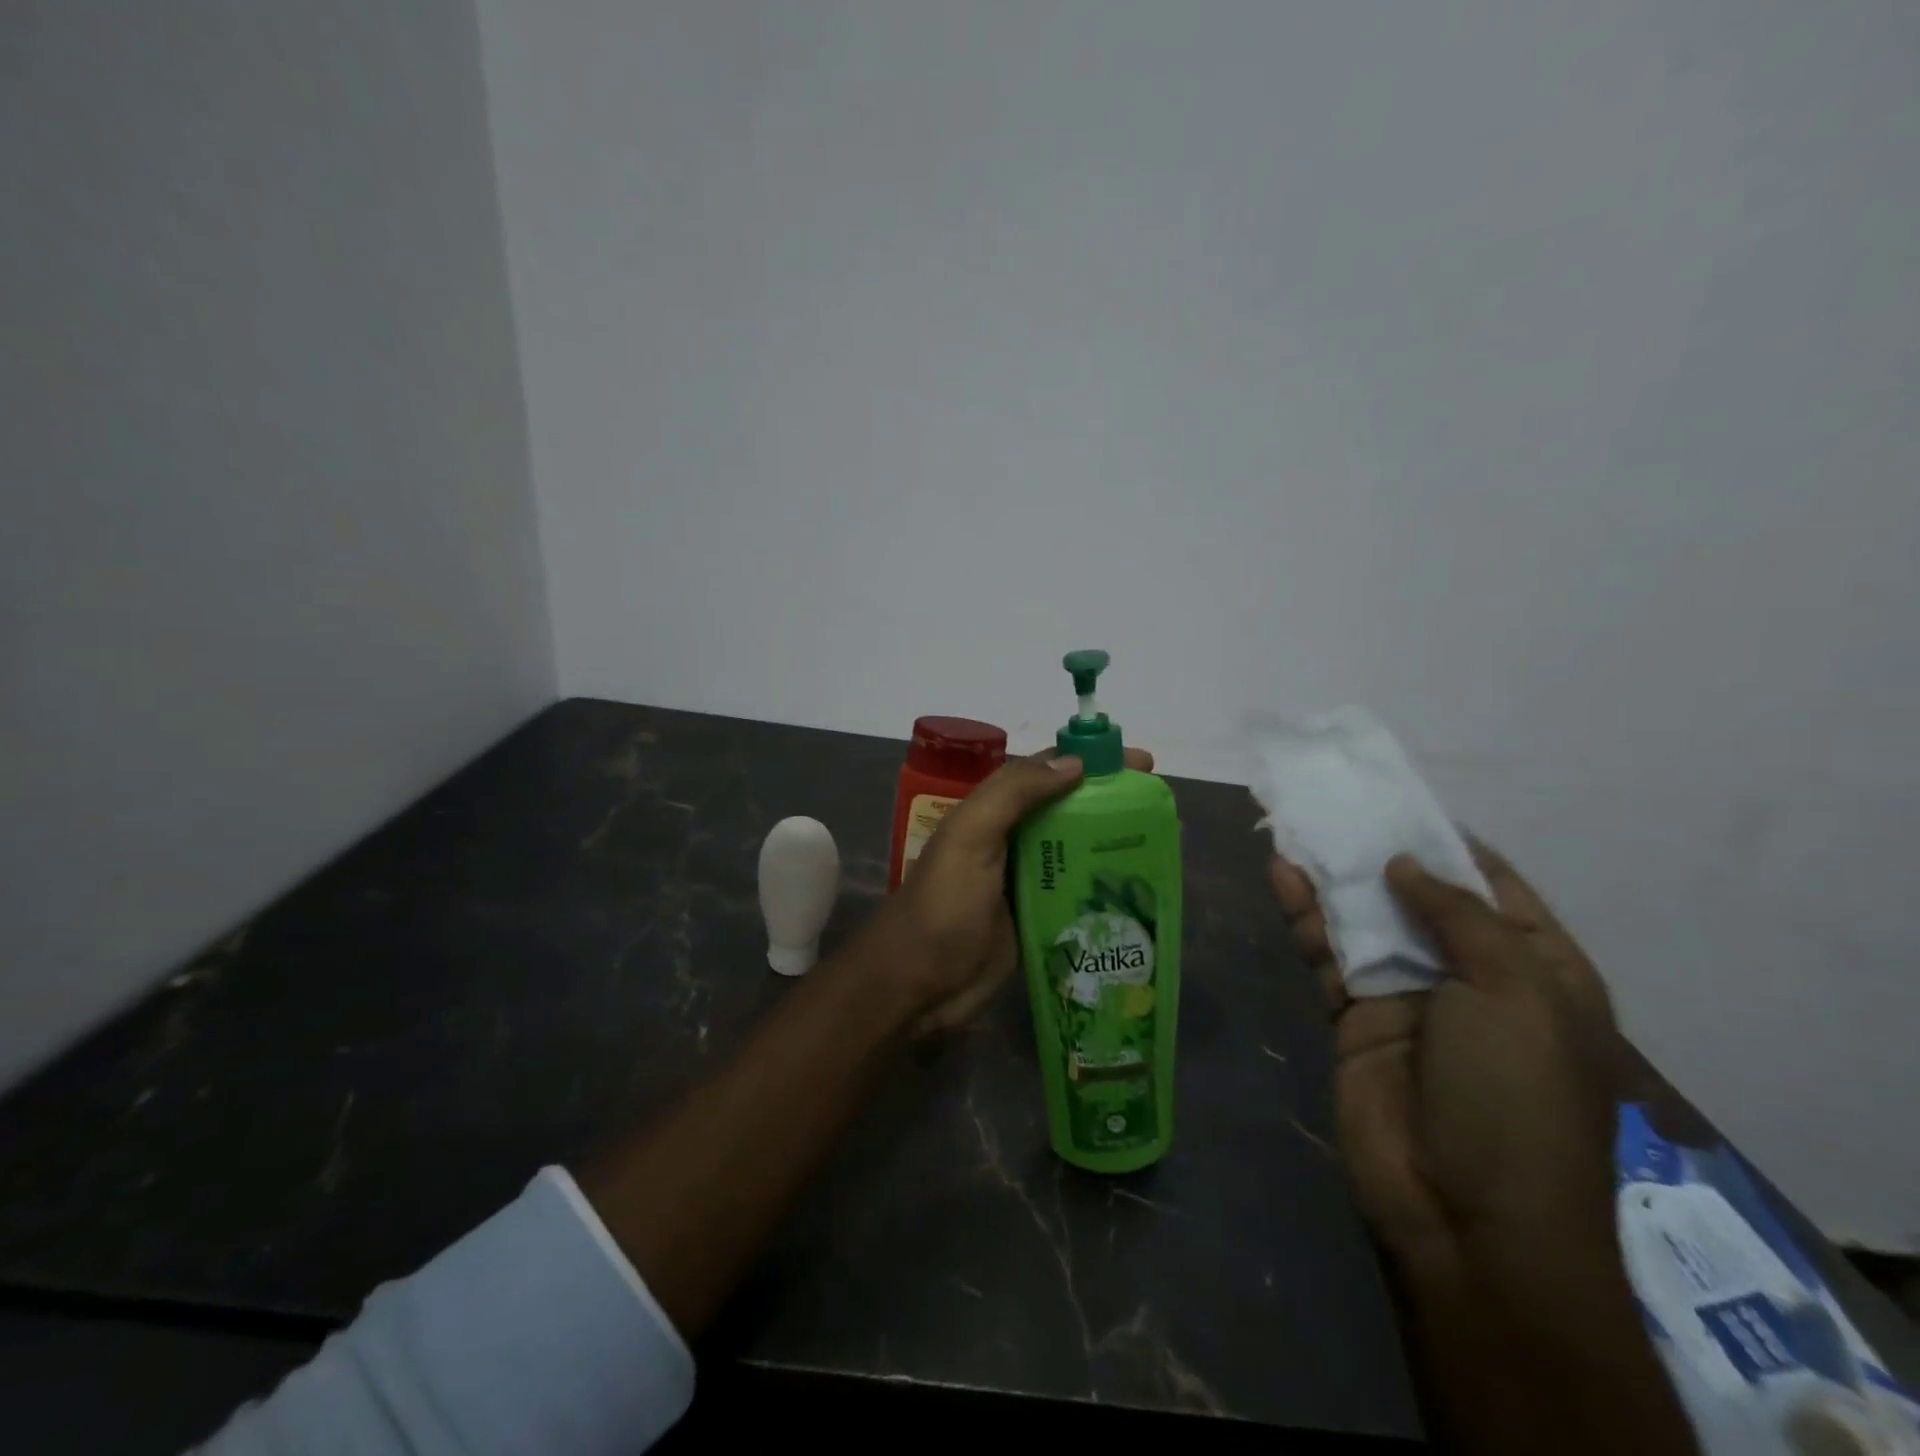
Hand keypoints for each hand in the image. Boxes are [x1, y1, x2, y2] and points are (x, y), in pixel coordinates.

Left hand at [879, 746, 1154, 1033]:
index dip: (1093, 761)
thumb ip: (1014, 793)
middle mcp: (1013, 840)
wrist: (917, 985)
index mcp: (994, 812)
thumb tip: (1075, 762)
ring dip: (1118, 843)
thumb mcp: (970, 837)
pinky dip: (1108, 886)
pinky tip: (1143, 890)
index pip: (1049, 772)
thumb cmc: (944, 906)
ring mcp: (1027, 882)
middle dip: (1115, 803)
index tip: (1141, 764)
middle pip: (1071, 811)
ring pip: (1080, 851)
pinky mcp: (1039, 920)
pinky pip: (1079, 894)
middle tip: (1164, 809)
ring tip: (1167, 844)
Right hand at [1271, 842, 1620, 1264]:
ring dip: (1334, 877)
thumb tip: (1403, 864)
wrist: (1464, 1214)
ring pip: (1365, 920)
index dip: (1450, 845)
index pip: (1494, 889)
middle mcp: (1472, 978)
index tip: (1402, 800)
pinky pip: (1327, 953)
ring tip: (1296, 826)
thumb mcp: (1514, 992)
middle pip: (1419, 899)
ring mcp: (1409, 997)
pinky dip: (1306, 916)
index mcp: (1536, 971)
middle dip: (1379, 853)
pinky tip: (1283, 876)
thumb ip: (1457, 916)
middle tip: (1334, 802)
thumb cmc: (1514, 1096)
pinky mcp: (1355, 1016)